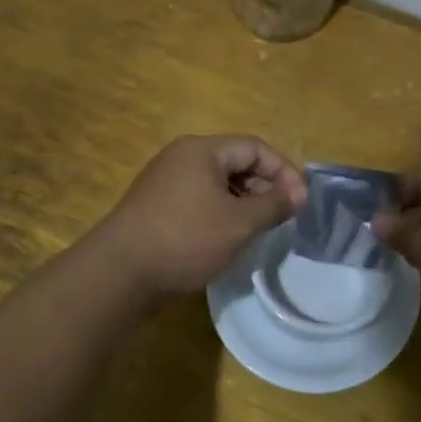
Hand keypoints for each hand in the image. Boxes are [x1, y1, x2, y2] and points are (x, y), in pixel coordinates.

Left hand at [92, 136, 306, 299]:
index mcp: (202, 150)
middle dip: (264, 188)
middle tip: (282, 218)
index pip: (255, 148)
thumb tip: (298, 194)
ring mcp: (166, 182)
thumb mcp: (239, 223)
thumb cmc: (185, 239)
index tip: (300, 203)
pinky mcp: (157, 207)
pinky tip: (228, 239)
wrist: (119, 274)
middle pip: (236, 163)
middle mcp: (182, 158)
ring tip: (259, 231)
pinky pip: (200, 201)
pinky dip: (221, 214)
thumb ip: (273, 205)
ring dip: (244, 203)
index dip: (284, 172)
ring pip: (218, 184)